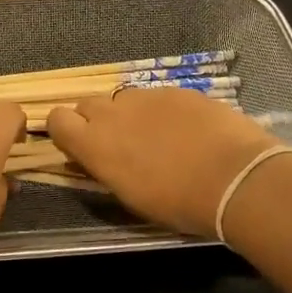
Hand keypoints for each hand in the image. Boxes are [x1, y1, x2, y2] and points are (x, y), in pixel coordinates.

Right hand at [47, 88, 281, 238]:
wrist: (235, 178)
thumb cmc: (178, 202)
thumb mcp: (130, 196)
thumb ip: (106, 169)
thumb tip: (96, 158)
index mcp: (94, 144)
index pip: (57, 119)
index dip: (65, 130)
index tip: (80, 146)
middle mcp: (113, 113)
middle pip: (87, 104)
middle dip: (96, 121)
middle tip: (120, 144)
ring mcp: (146, 96)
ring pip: (123, 98)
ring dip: (129, 114)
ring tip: (156, 136)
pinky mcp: (177, 90)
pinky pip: (157, 96)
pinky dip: (162, 110)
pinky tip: (186, 129)